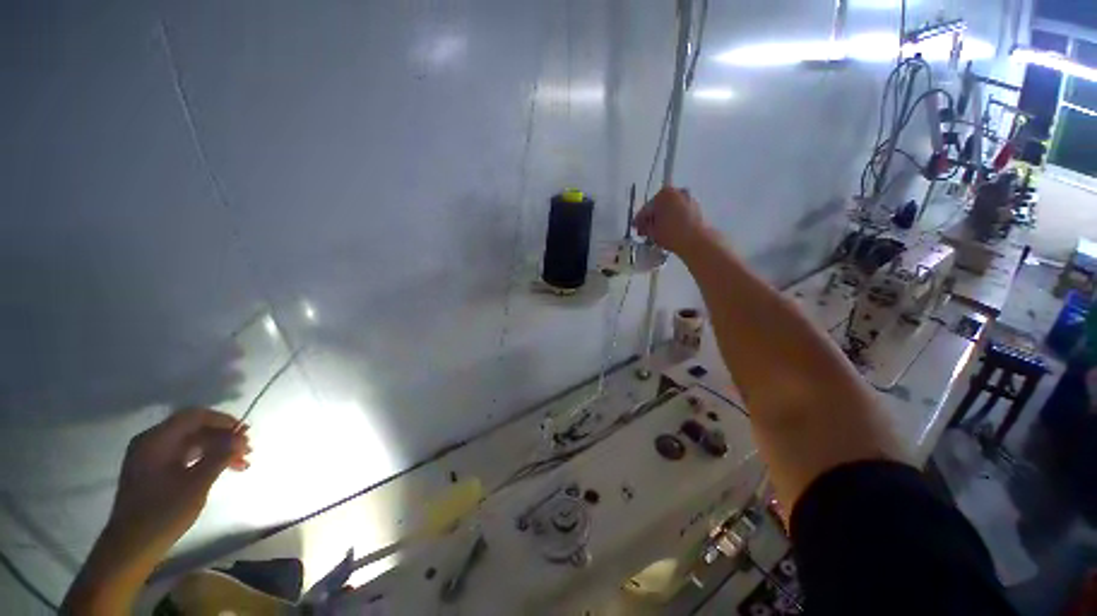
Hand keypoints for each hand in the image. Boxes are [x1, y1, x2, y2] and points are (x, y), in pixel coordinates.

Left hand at [106, 408, 250, 560]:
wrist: (131, 547)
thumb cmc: (162, 513)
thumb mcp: (196, 484)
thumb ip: (219, 456)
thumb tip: (240, 437)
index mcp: (156, 440)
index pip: (195, 417)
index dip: (223, 421)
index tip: (245, 433)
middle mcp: (151, 442)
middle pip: (194, 429)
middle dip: (223, 438)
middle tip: (247, 451)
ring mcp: (151, 457)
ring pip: (192, 443)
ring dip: (218, 450)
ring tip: (241, 463)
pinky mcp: (154, 470)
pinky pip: (184, 455)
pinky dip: (205, 459)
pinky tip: (221, 470)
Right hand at [633, 186, 707, 255]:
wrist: (697, 241)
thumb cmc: (672, 233)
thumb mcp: (652, 231)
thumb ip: (644, 226)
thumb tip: (643, 226)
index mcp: (665, 193)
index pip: (647, 207)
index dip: (639, 220)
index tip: (636, 229)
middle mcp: (678, 191)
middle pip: (659, 206)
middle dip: (652, 219)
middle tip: (646, 232)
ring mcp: (689, 199)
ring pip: (670, 210)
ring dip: (663, 220)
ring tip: (657, 234)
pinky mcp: (697, 209)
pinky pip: (680, 213)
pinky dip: (673, 221)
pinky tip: (669, 232)